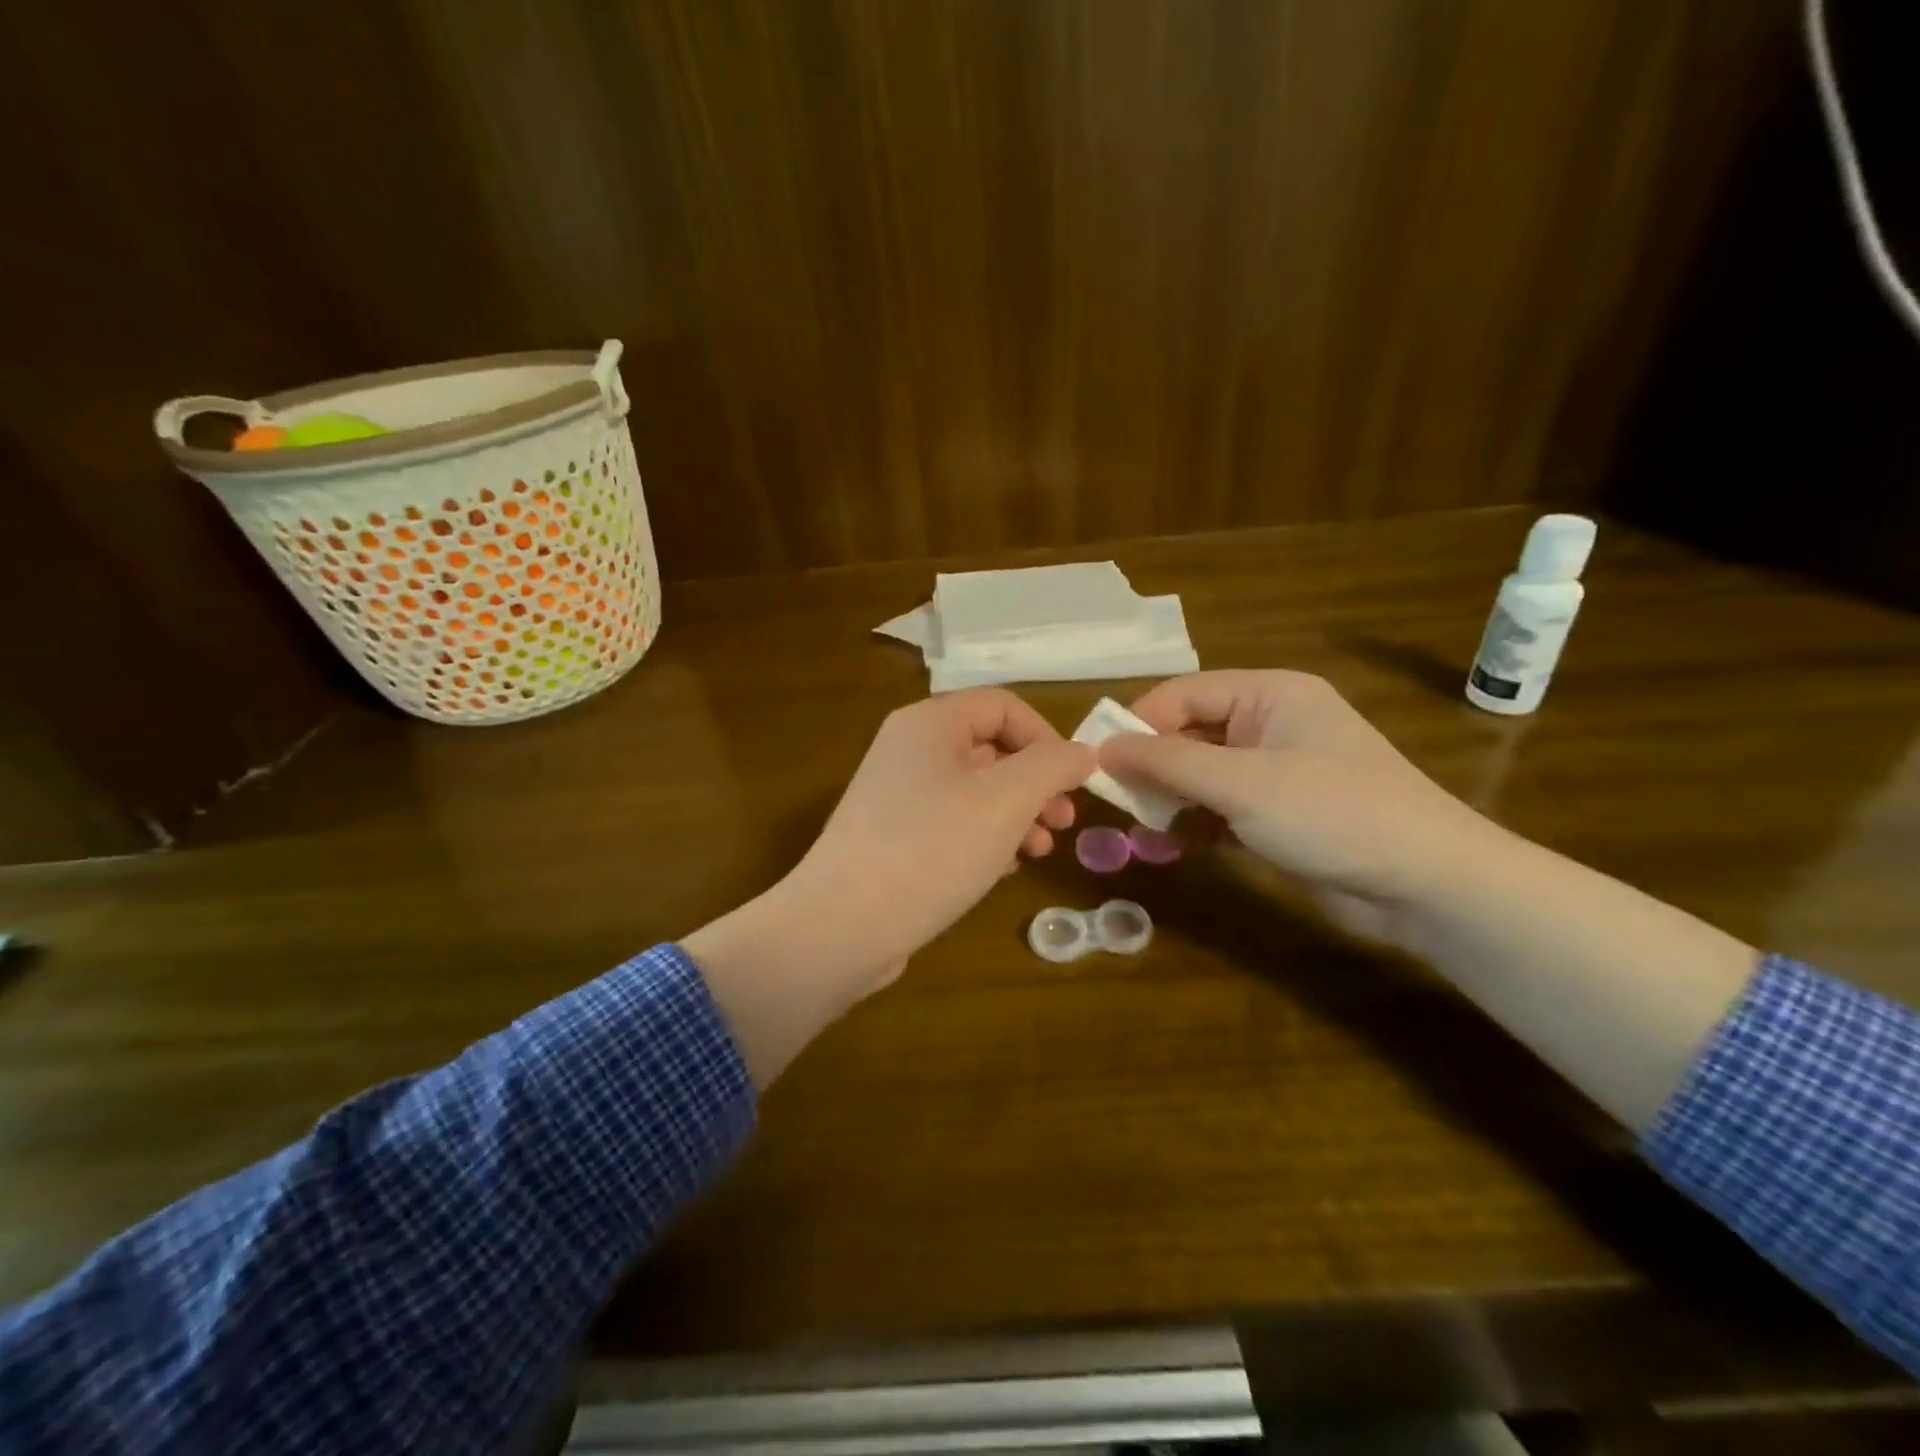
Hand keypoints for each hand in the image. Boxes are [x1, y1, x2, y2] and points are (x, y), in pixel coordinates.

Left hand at [784, 689, 1095, 986]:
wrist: (841, 927)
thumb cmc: (931, 850)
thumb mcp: (1005, 801)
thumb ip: (1052, 767)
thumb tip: (1085, 752)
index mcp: (929, 724)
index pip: (1003, 706)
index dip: (1047, 737)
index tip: (1074, 782)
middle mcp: (909, 750)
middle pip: (990, 748)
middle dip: (1036, 782)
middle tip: (1063, 823)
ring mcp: (897, 796)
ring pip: (975, 790)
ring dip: (1016, 814)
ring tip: (1039, 851)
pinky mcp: (893, 838)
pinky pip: (952, 823)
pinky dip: (985, 837)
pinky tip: (1003, 869)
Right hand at [1098, 670, 1496, 941]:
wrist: (1429, 885)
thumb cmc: (1332, 813)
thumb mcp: (1241, 783)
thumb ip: (1166, 762)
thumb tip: (1101, 747)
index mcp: (1268, 694)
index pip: (1183, 694)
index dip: (1137, 724)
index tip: (1097, 762)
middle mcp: (1270, 724)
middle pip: (1189, 733)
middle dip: (1151, 767)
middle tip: (1113, 802)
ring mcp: (1277, 770)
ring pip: (1201, 774)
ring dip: (1169, 799)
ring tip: (1139, 829)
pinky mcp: (1280, 813)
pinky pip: (1221, 807)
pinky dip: (1194, 824)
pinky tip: (1171, 846)